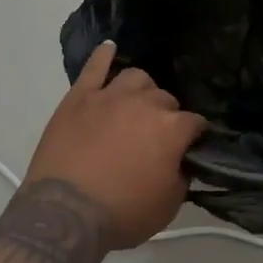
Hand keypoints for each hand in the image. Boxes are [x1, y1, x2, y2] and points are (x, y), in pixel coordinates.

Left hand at [25, 43, 205, 249]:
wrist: (66, 214)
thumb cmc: (123, 214)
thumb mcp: (168, 205)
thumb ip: (181, 177)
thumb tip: (181, 162)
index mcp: (172, 129)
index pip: (195, 122)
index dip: (195, 134)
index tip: (193, 145)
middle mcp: (144, 104)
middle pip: (165, 99)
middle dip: (167, 114)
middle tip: (158, 135)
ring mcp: (109, 96)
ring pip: (135, 78)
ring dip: (141, 90)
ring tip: (136, 103)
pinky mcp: (78, 98)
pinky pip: (93, 68)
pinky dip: (102, 56)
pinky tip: (109, 48)